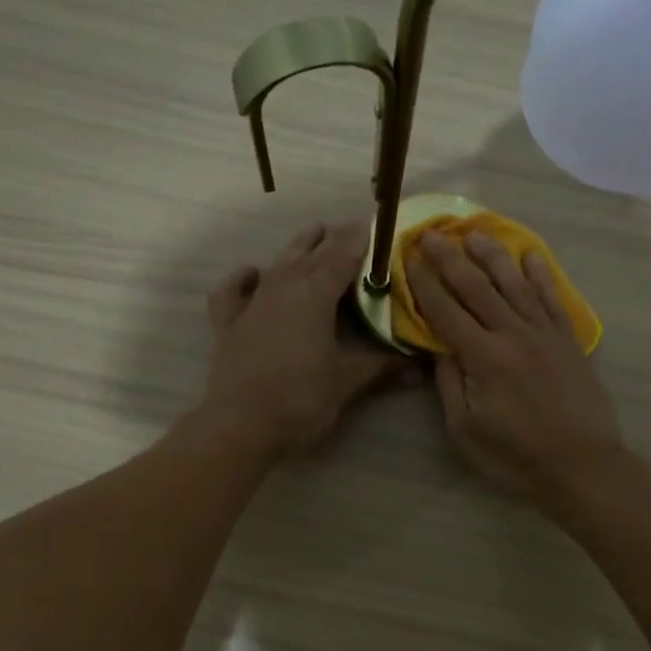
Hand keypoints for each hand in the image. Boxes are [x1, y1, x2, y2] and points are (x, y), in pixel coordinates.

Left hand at [199, 220, 406, 455]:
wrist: (239, 427)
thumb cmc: (300, 400)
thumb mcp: (347, 383)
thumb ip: (382, 367)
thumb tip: (420, 366)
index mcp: (314, 296)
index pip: (342, 257)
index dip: (359, 239)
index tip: (374, 223)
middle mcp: (282, 289)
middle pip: (310, 255)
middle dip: (332, 239)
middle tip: (350, 228)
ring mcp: (252, 305)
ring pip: (277, 265)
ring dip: (297, 248)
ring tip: (313, 233)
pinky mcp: (229, 326)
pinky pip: (232, 292)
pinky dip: (242, 278)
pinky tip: (252, 272)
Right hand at [405, 230, 626, 498]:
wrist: (581, 466)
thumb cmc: (515, 456)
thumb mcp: (465, 429)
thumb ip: (449, 382)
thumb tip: (436, 345)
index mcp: (483, 357)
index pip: (446, 311)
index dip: (425, 283)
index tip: (410, 258)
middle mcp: (513, 334)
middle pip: (477, 287)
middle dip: (451, 258)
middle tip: (433, 233)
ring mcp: (545, 333)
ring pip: (515, 284)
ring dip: (493, 255)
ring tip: (475, 233)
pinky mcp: (568, 340)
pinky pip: (552, 298)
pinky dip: (541, 275)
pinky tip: (531, 256)